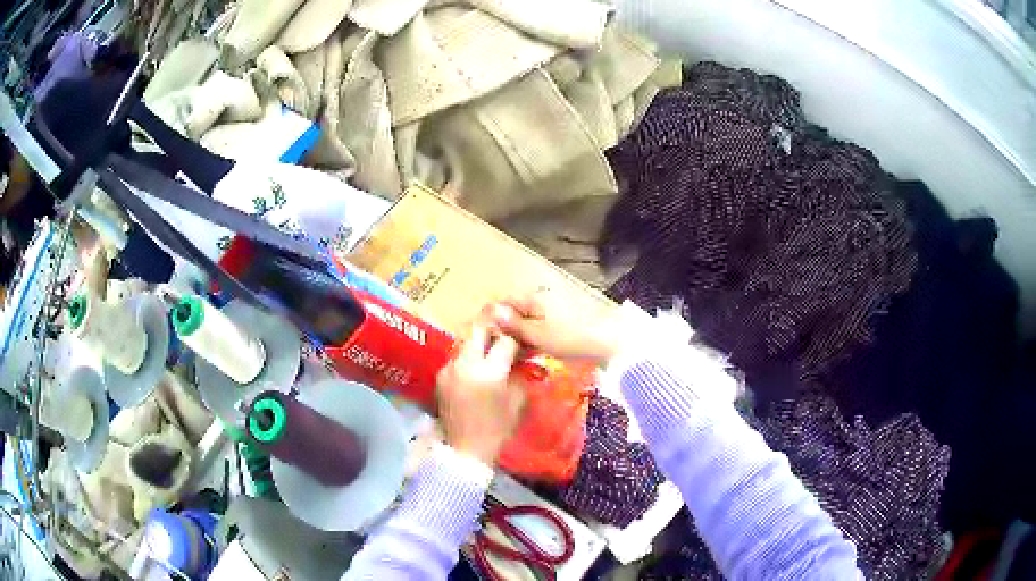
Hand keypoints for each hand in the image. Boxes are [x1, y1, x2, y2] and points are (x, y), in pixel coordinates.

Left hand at [436, 316, 523, 464]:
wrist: (465, 449)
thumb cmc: (497, 428)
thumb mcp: (517, 401)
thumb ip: (519, 373)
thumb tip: (522, 356)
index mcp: (489, 372)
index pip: (506, 341)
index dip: (517, 339)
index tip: (522, 342)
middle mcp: (465, 364)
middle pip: (479, 330)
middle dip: (493, 330)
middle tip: (503, 337)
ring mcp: (449, 369)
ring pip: (465, 342)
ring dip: (479, 344)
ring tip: (490, 353)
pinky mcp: (440, 376)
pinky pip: (456, 358)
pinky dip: (467, 359)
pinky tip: (475, 370)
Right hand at [490, 290, 622, 364]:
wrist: (610, 341)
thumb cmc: (572, 337)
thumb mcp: (539, 334)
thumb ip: (514, 325)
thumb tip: (491, 312)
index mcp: (535, 296)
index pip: (504, 303)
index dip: (492, 319)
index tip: (483, 338)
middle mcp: (544, 298)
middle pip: (517, 312)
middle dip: (506, 331)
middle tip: (497, 353)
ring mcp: (556, 309)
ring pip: (530, 322)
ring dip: (520, 338)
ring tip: (513, 358)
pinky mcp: (566, 322)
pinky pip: (543, 328)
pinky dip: (535, 340)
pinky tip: (532, 355)